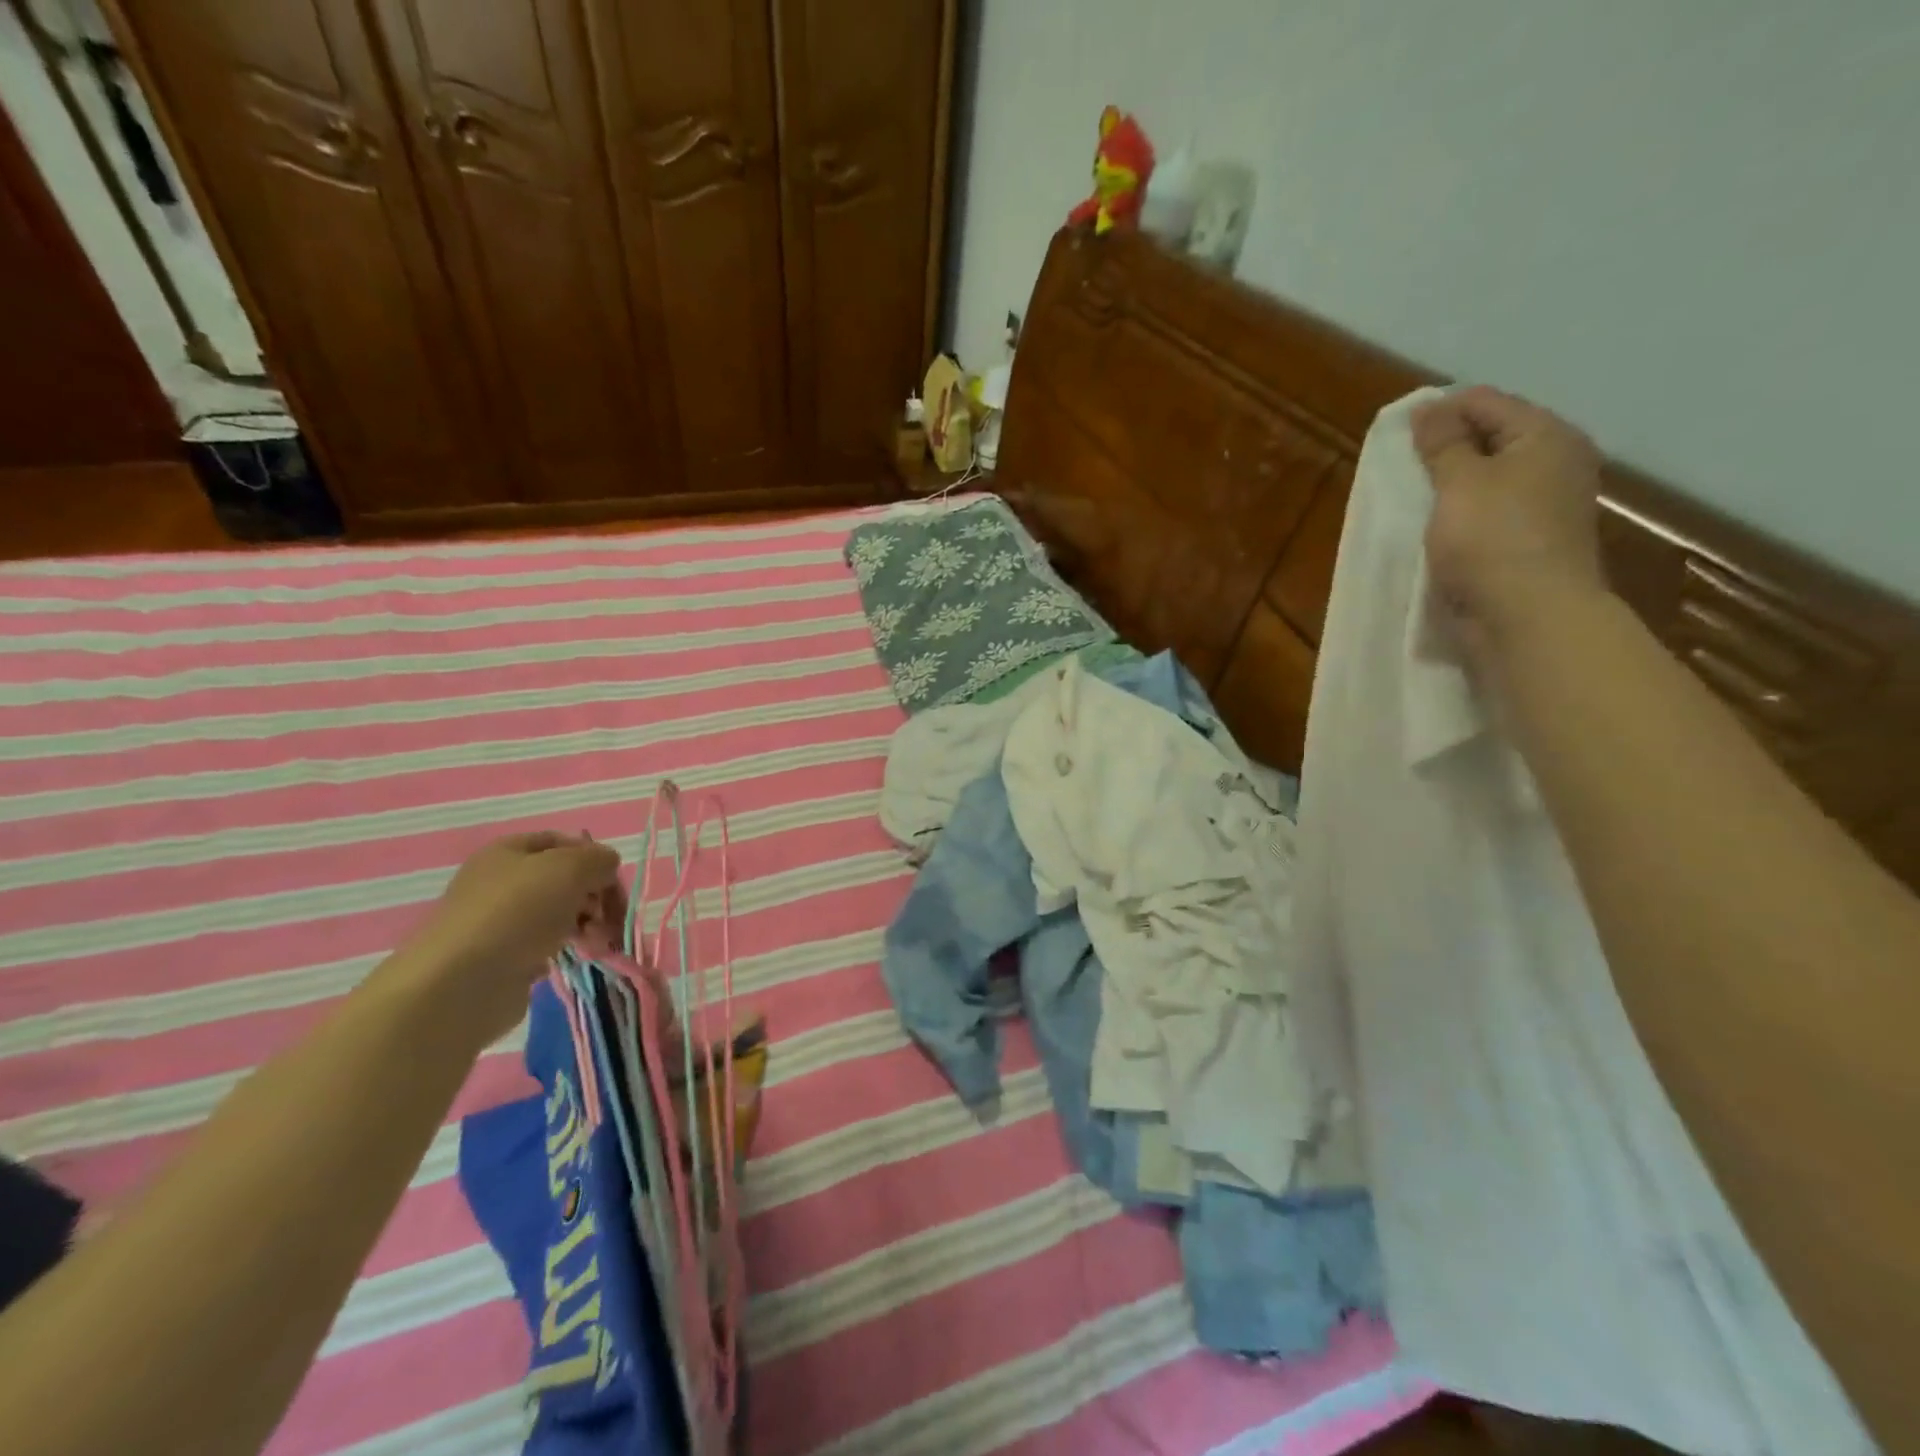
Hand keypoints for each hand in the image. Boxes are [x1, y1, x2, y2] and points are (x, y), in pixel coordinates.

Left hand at [405, 833, 623, 1038]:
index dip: (592, 855)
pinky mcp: (505, 958)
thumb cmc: (517, 911)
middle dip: (594, 895)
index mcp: (507, 852)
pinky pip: (548, 944)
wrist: (463, 983)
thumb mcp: (570, 868)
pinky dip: (567, 948)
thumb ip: (598, 859)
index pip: (561, 841)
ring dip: (588, 924)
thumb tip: (606, 867)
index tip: (613, 878)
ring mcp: (501, 922)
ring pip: (559, 913)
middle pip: (563, 879)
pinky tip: (578, 957)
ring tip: (600, 942)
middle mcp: (501, 883)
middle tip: (610, 916)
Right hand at [1412, 386, 1608, 652]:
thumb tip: (1428, 407)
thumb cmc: (1492, 540)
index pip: (1485, 401)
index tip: (1397, 438)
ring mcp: (1548, 503)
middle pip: (1491, 437)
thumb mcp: (1459, 482)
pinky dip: (1463, 513)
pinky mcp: (1532, 539)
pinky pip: (1491, 511)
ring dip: (1452, 485)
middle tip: (1404, 471)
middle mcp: (1556, 461)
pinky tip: (1438, 528)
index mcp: (1546, 435)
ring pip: (1490, 477)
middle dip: (1446, 449)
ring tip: (1415, 500)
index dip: (1439, 413)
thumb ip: (1442, 443)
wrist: (1529, 617)